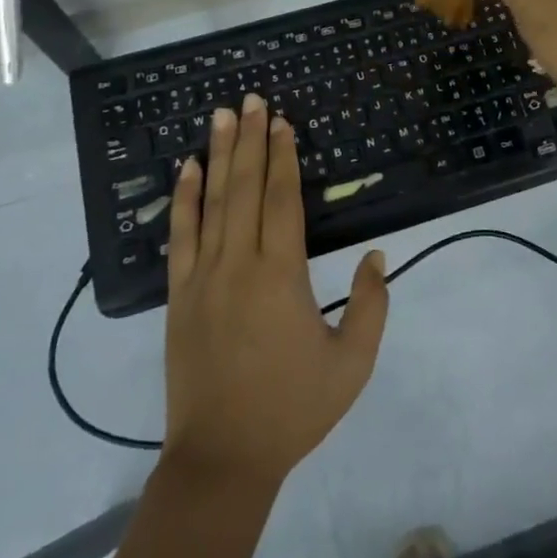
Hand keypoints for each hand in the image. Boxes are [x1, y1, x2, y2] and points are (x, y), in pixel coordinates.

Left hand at [163, 93, 388, 489]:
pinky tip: (187, 168)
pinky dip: (183, 198)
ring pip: (212, 202)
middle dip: (251, 139)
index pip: (281, 199)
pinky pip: (180, 236)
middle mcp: (239, 264)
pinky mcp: (178, 294)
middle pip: (245, 187)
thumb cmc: (292, 410)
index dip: (283, 157)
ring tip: (222, 115)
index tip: (282, 122)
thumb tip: (378, 257)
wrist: (222, 459)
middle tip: (252, 99)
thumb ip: (371, 307)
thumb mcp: (351, 366)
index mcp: (281, 275)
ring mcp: (203, 277)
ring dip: (219, 154)